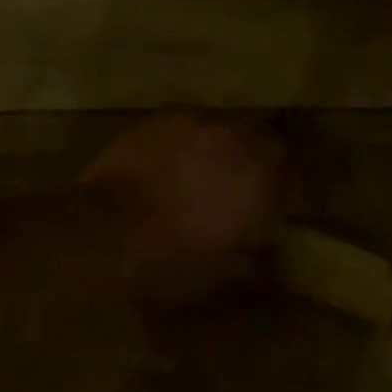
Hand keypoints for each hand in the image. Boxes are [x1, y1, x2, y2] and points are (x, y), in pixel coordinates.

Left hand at [82, 114, 283, 302]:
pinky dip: (190, 142)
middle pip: (261, 137)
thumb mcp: (214, 275)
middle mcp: (234, 140)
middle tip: (242, 184)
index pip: (288, 171)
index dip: (282, 187)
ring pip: (224, 127)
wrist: (103, 227)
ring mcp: (196, 122)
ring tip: (207, 171)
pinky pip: (190, 125)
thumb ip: (248, 261)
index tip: (273, 205)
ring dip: (224, 147)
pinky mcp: (164, 117)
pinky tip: (174, 163)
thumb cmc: (166, 260)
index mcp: (256, 179)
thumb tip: (264, 256)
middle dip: (258, 158)